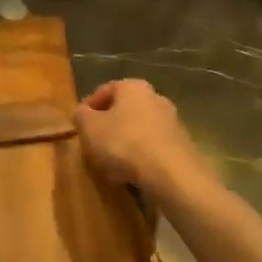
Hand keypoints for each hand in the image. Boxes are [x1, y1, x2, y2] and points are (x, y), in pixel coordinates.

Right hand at [74, 79, 207, 194]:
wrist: (171, 174)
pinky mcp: (181, 144)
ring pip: (139, 128)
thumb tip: (83, 113)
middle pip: (124, 109)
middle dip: (109, 125)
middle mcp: (155, 97)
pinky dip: (141, 155)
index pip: (104, 90)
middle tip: (94, 143)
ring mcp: (172, 121)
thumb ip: (81, 116)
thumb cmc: (124, 143)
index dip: (88, 108)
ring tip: (112, 162)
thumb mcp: (89, 128)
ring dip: (125, 141)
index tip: (79, 126)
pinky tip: (132, 171)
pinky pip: (153, 146)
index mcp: (132, 87)